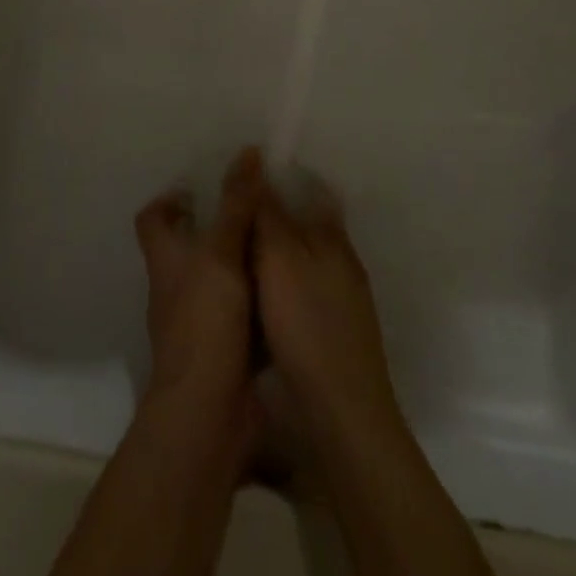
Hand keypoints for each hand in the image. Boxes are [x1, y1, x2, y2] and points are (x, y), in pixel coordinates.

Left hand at [134, 147, 262, 415]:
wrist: (208, 412)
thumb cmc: (206, 321)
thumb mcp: (223, 252)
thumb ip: (237, 203)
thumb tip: (248, 151)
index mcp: (167, 260)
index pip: (152, 219)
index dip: (169, 200)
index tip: (200, 188)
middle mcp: (176, 287)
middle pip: (187, 248)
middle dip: (217, 228)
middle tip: (254, 210)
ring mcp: (198, 322)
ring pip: (217, 280)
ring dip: (241, 264)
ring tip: (278, 243)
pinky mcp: (223, 350)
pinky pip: (241, 314)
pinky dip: (258, 301)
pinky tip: (287, 289)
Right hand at [253, 172, 404, 445]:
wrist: (341, 412)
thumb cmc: (307, 325)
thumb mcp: (279, 260)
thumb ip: (269, 214)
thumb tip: (259, 164)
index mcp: (332, 238)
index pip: (313, 191)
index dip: (284, 178)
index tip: (250, 175)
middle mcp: (342, 261)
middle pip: (307, 225)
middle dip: (276, 216)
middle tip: (234, 212)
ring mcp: (341, 300)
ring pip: (304, 260)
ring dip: (276, 252)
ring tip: (236, 250)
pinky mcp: (332, 332)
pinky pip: (300, 291)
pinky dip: (279, 285)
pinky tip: (255, 295)